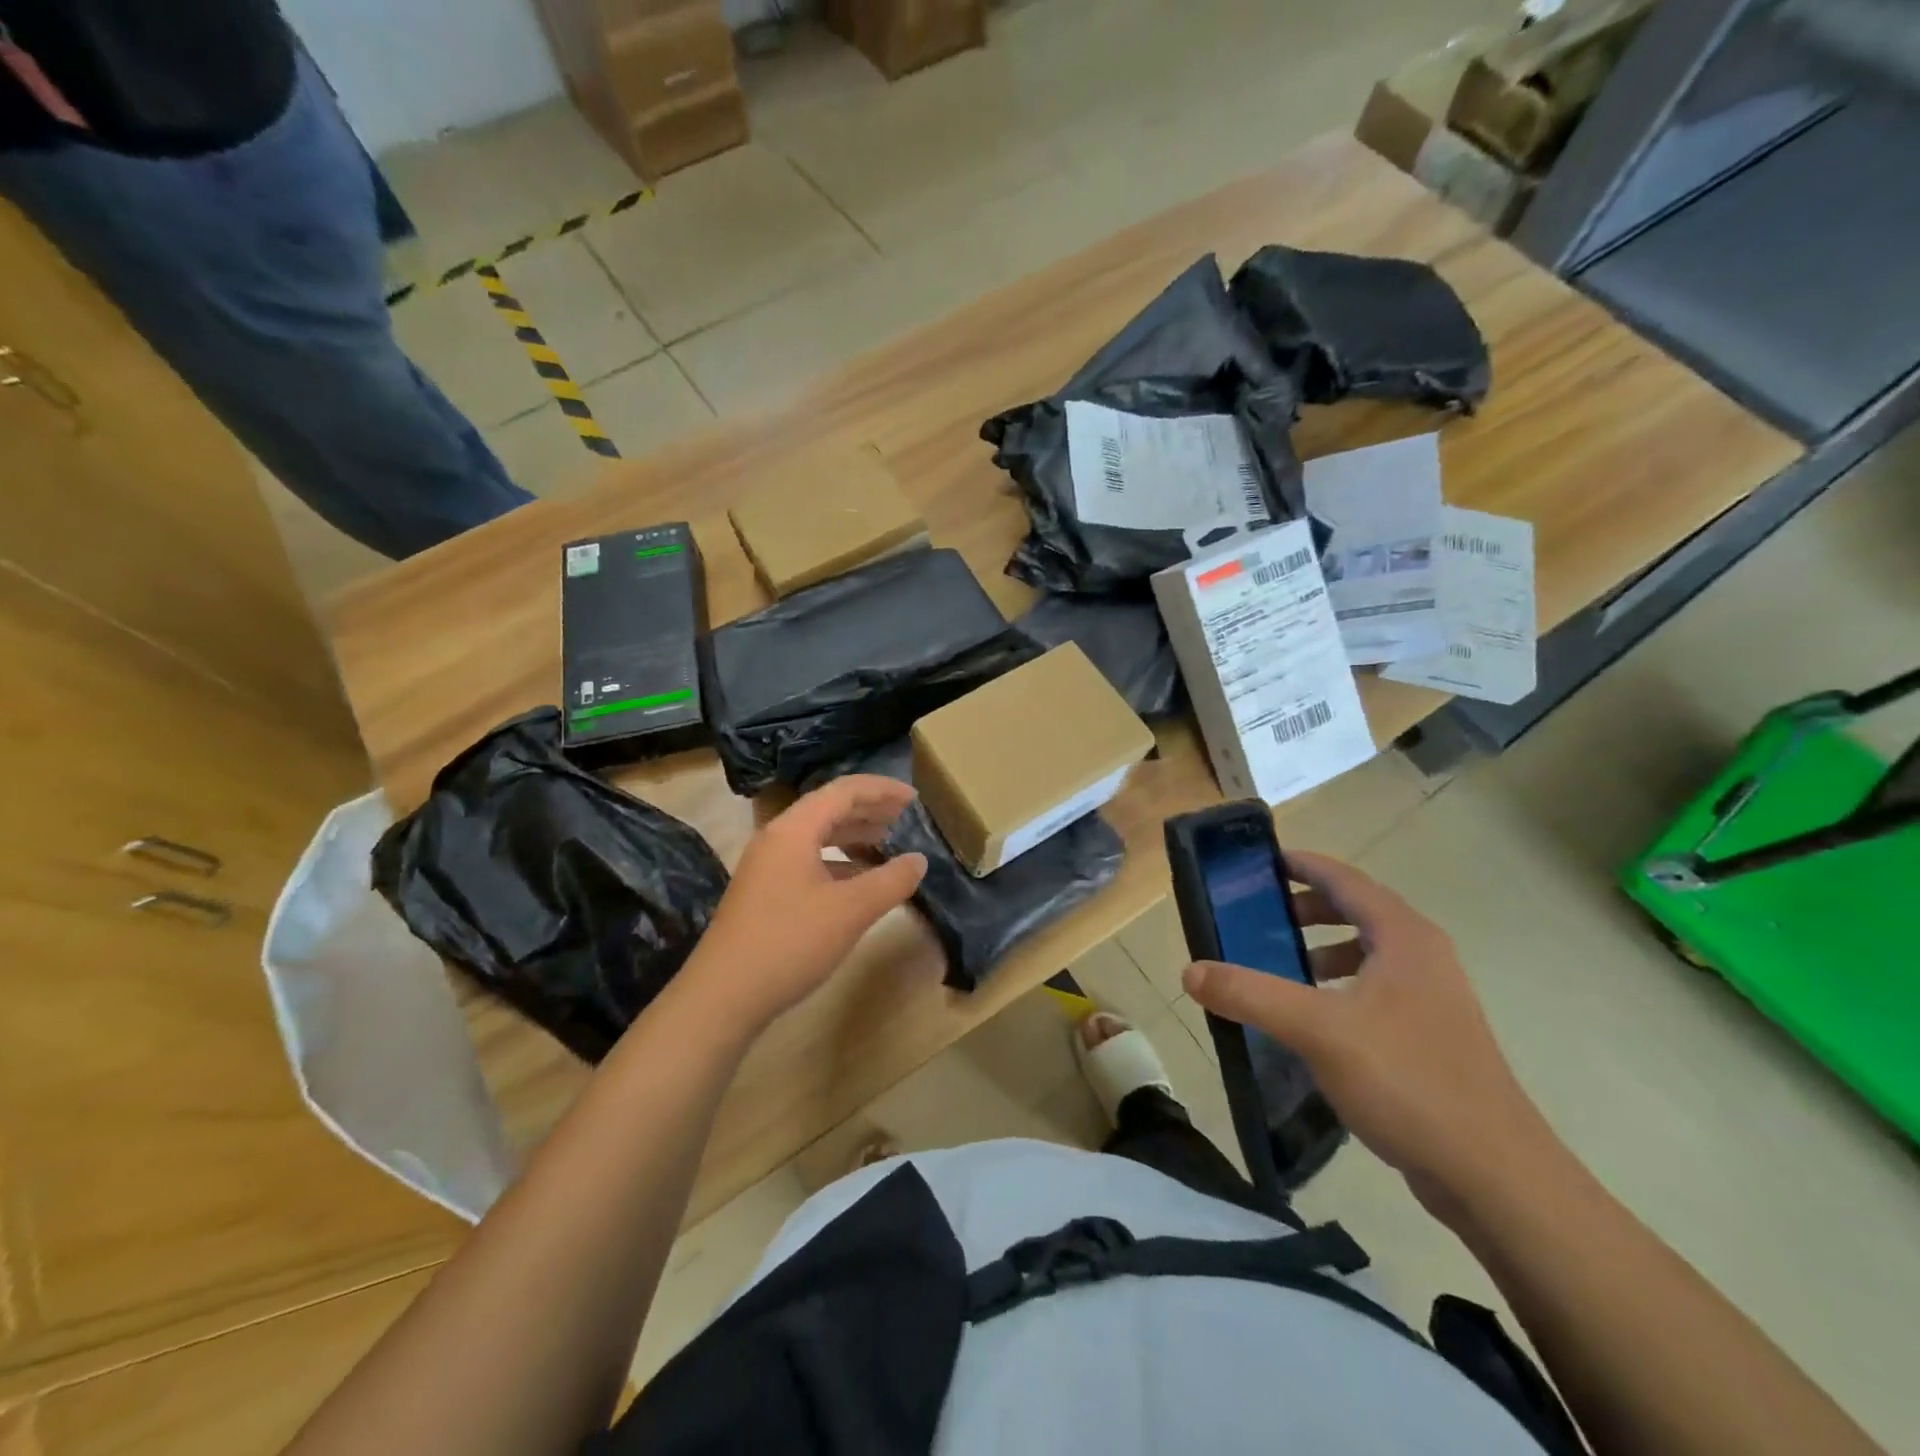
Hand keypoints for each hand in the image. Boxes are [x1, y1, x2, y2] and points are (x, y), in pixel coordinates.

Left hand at [687, 776, 927, 1031]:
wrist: (722, 997)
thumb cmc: (789, 943)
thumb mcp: (850, 911)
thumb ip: (891, 881)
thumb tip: (919, 860)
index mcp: (794, 829)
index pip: (844, 791)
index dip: (882, 790)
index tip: (915, 799)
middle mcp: (777, 838)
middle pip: (829, 809)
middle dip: (870, 810)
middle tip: (906, 819)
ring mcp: (767, 866)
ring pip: (817, 836)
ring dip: (854, 836)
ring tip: (888, 845)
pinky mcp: (764, 892)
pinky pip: (808, 860)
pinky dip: (838, 861)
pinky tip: (859, 881)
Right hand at [1182, 850, 1558, 1219]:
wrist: (1495, 1176)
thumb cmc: (1407, 1081)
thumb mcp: (1317, 1030)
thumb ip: (1250, 994)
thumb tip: (1190, 971)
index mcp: (1403, 937)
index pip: (1346, 879)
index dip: (1303, 865)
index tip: (1260, 864)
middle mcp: (1423, 956)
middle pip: (1358, 911)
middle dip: (1307, 907)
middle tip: (1259, 917)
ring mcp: (1433, 998)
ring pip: (1369, 952)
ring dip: (1323, 948)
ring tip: (1281, 966)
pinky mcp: (1433, 1036)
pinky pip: (1376, 989)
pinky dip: (1340, 985)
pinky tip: (1314, 1020)